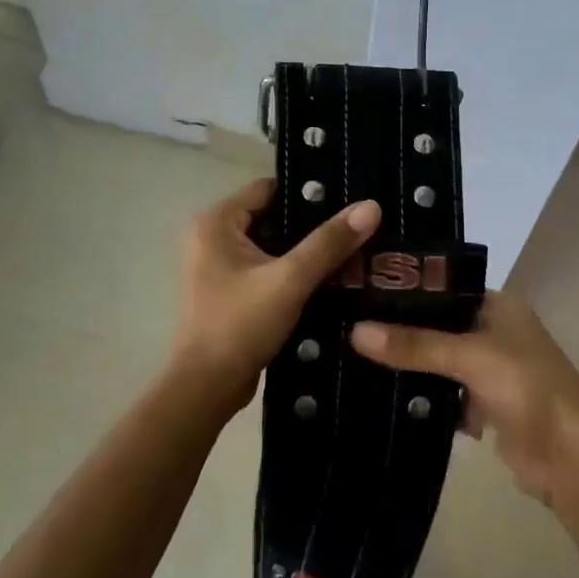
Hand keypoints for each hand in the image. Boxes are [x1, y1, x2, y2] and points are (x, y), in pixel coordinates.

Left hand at [171, 178, 380, 409]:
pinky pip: (266, 270)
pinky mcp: (228, 292)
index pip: (269, 189)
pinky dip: (292, 273)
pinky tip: (328, 280)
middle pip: (273, 217)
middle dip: (312, 226)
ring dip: (305, 252)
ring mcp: (217, 267)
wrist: (207, 388)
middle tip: (356, 230)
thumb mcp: (290, 280)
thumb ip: (329, 243)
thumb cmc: (240, 325)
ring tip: (351, 253)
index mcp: (215, 223)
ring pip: (272, 246)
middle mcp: (211, 237)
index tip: (348, 202)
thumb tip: (371, 207)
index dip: (308, 194)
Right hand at [350, 292, 578, 507]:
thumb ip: (415, 344)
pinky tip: (380, 395)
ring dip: (407, 365)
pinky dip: (421, 397)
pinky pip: (443, 394)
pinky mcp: (483, 406)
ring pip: (437, 361)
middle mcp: (493, 331)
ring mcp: (489, 370)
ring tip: (350, 357)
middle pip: (437, 325)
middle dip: (399, 330)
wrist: (570, 460)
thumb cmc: (529, 390)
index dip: (405, 289)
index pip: (443, 287)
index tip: (356, 290)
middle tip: (344, 325)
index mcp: (498, 306)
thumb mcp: (470, 358)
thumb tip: (355, 331)